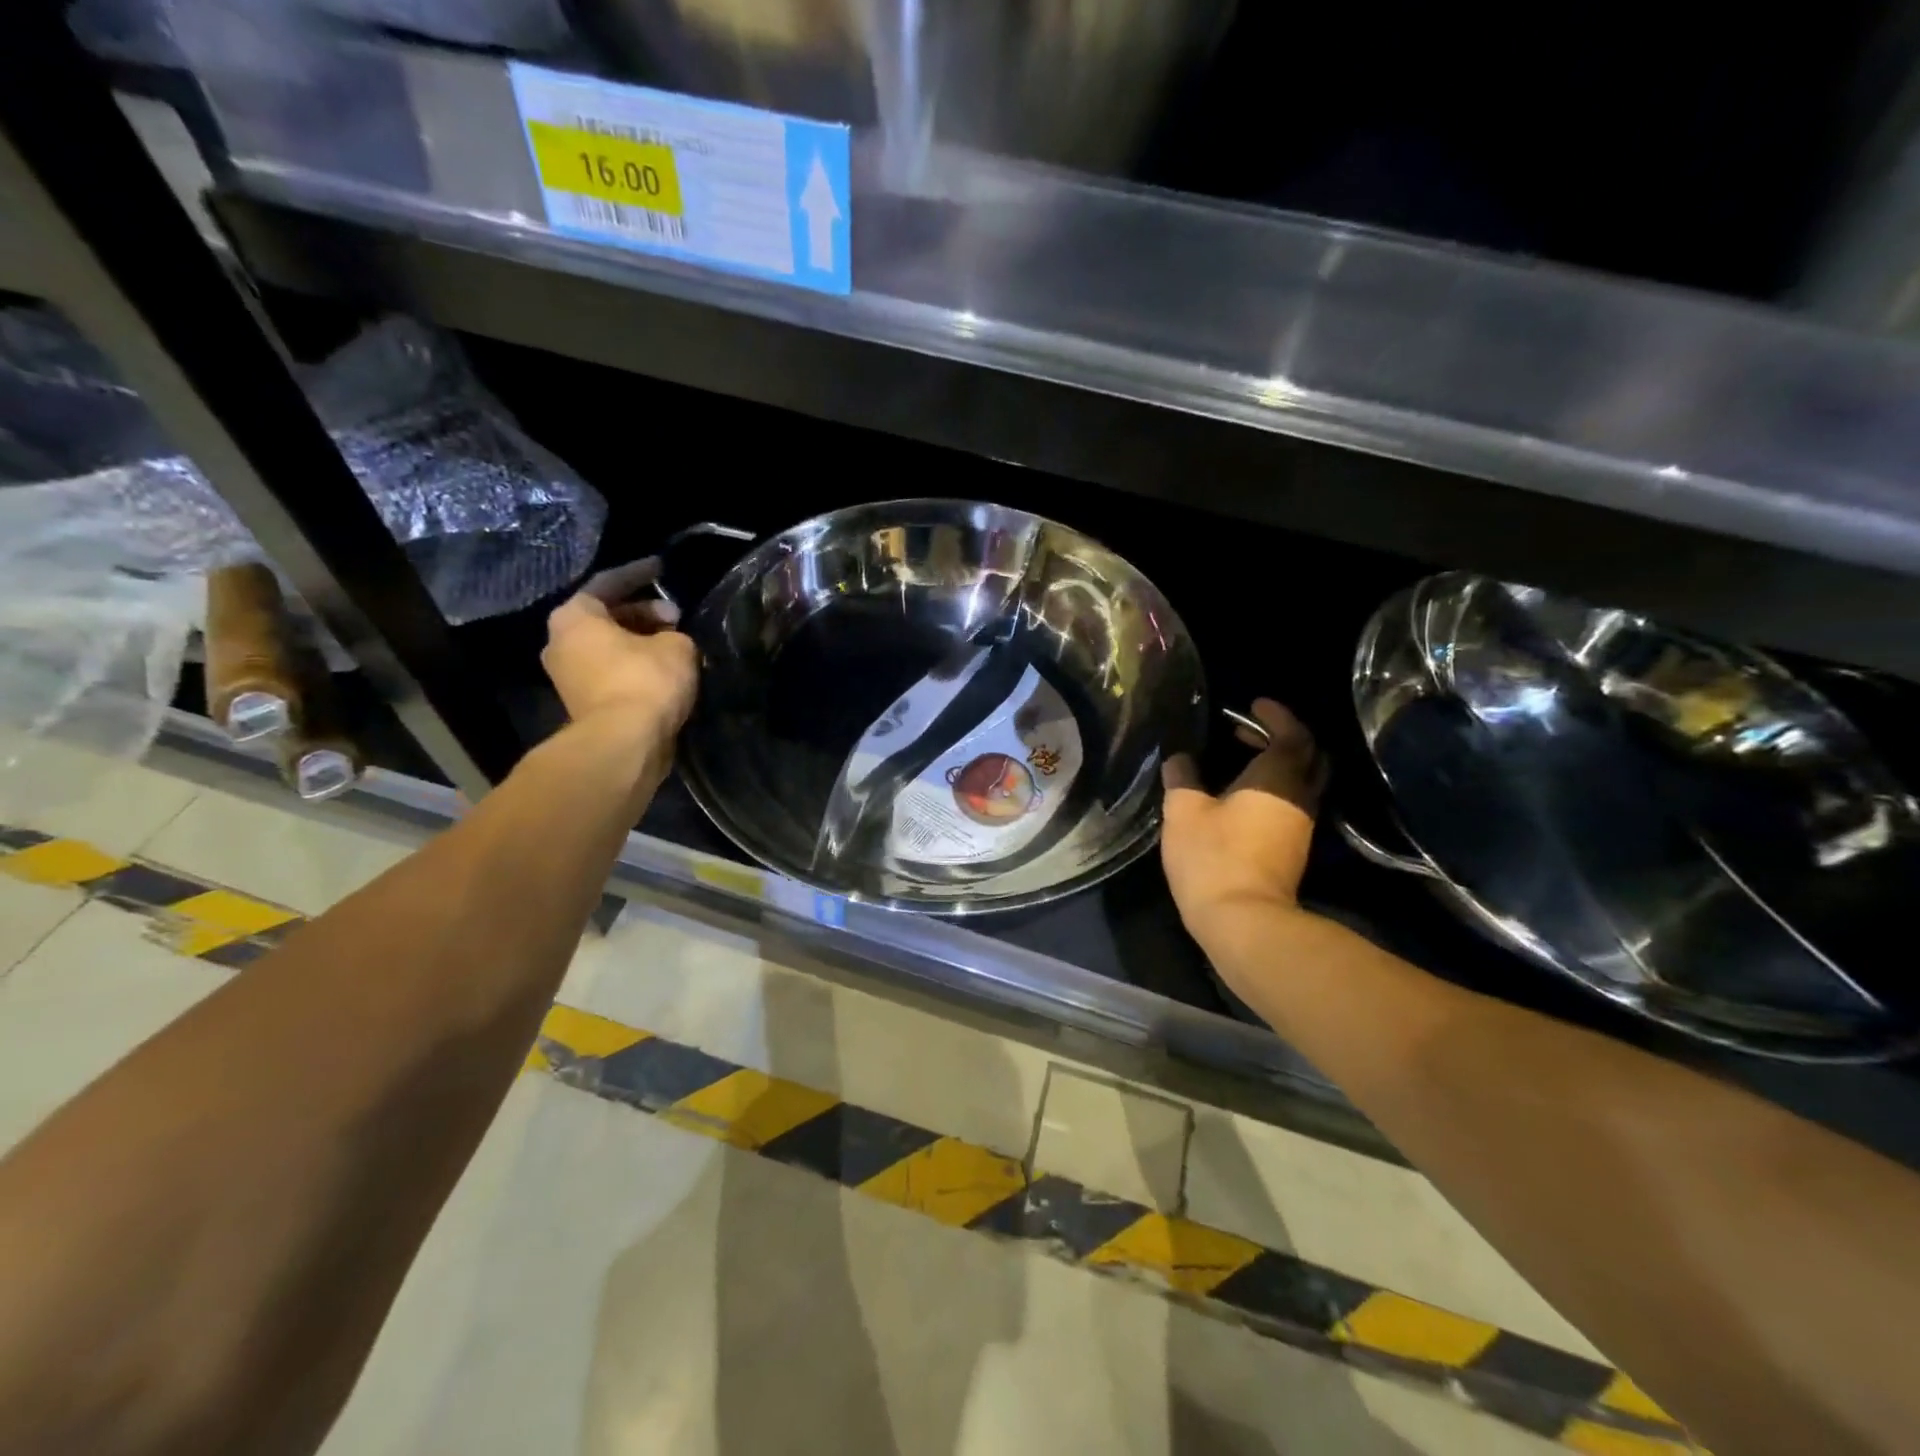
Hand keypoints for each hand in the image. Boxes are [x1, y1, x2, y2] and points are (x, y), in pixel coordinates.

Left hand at [542, 559, 698, 740]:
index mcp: (574, 617)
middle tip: (677, 618)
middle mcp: (560, 642)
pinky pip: (613, 673)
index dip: (639, 573)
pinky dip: (636, 667)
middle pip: (606, 617)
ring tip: (676, 645)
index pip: (609, 583)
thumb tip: (669, 639)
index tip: (662, 568)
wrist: (624, 742)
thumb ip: (674, 633)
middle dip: (644, 614)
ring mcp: (568, 676)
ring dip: (641, 643)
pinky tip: (665, 671)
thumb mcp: (677, 646)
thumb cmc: (645, 681)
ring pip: (610, 647)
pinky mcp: (583, 704)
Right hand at [1161, 699, 1326, 936]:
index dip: (1276, 715)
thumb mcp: (1183, 811)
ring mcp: (1301, 825)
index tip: (1253, 705)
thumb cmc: (1213, 857)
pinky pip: (1291, 803)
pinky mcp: (1293, 849)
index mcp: (1278, 778)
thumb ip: (1182, 778)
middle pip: (1308, 756)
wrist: (1243, 920)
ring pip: (1301, 782)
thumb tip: (1180, 759)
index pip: (1292, 734)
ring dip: (1277, 764)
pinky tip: (1241, 796)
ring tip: (1240, 759)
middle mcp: (1299, 797)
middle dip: (1282, 737)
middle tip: (1247, 730)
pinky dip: (1273, 788)